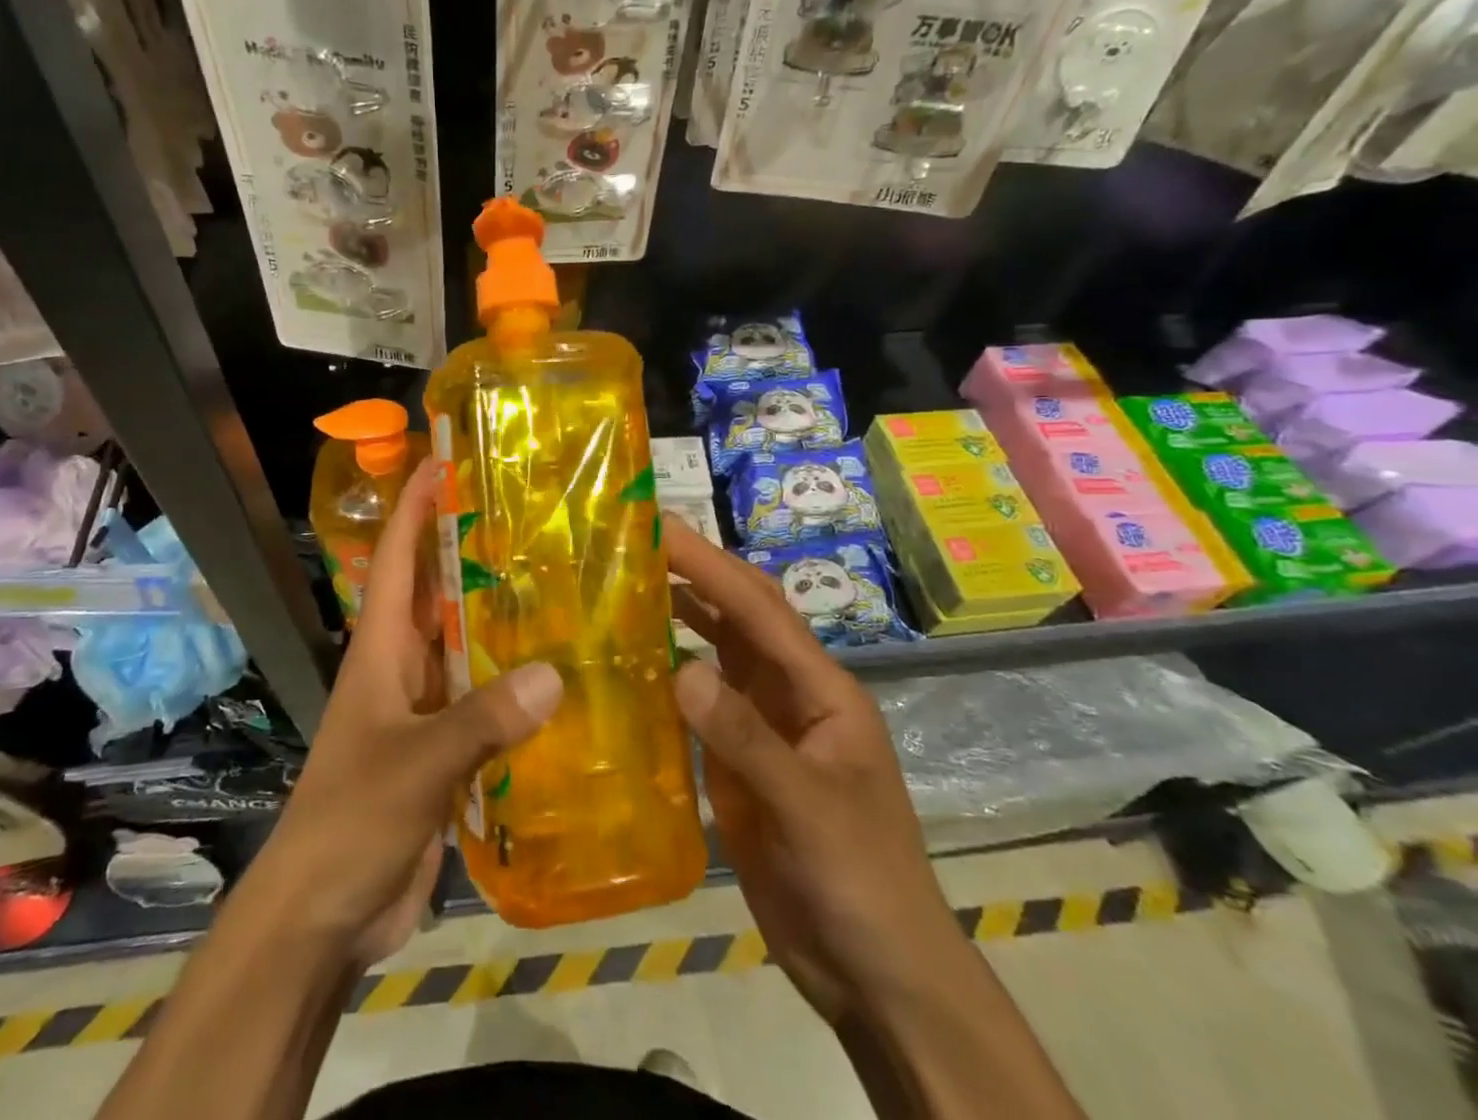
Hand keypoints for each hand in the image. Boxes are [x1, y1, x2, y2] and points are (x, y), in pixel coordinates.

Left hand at [246, 460, 562, 967]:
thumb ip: (481, 720)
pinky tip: (561, 675)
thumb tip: (554, 672)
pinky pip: (484, 699)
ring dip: (501, 617)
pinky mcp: (444, 749)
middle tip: (531, 515)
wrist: (323, 913)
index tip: (444, 460)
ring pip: (466, 645)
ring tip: (559, 583)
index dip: (417, 507)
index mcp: (381, 649)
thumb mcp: (415, 764)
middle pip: (438, 592)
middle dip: (473, 549)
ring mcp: (423, 708)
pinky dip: (515, 683)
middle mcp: (403, 666)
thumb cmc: (351, 819)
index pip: (399, 558)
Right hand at [665, 522, 961, 1019]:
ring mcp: (762, 726)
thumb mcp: (809, 808)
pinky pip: (698, 702)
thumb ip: (746, 738)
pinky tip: (632, 664)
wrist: (875, 972)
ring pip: (718, 652)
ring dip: (680, 616)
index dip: (710, 565)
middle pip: (741, 617)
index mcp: (820, 689)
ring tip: (625, 585)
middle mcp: (789, 693)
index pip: (759, 610)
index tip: (661, 528)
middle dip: (696, 574)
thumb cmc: (861, 881)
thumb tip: (680, 669)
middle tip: (636, 540)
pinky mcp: (737, 760)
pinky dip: (668, 674)